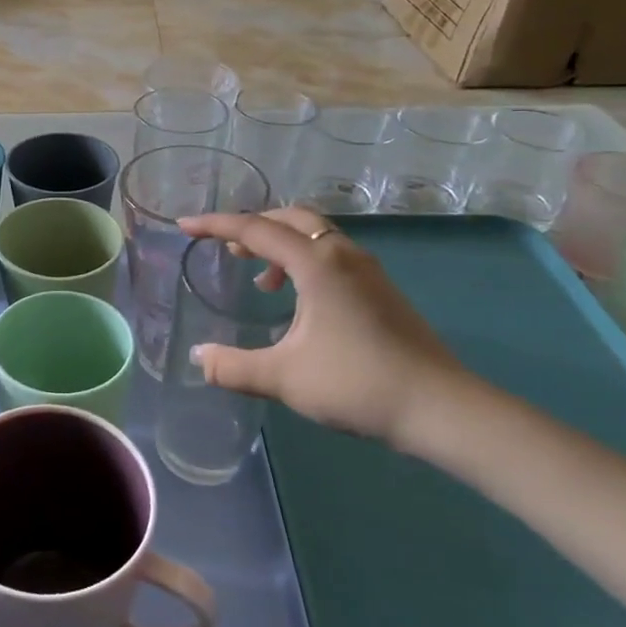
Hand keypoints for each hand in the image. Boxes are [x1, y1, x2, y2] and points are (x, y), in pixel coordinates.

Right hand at [176, 207, 473, 446]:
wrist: (440, 408)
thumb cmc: (357, 384)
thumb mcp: (284, 377)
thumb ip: (233, 366)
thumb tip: (197, 357)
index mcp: (316, 263)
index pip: (256, 229)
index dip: (216, 225)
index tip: (184, 226)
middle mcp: (342, 254)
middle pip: (290, 219)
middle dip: (253, 226)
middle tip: (227, 249)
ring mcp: (367, 270)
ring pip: (315, 235)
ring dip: (281, 244)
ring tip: (260, 280)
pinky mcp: (381, 289)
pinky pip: (332, 255)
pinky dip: (304, 261)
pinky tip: (299, 302)